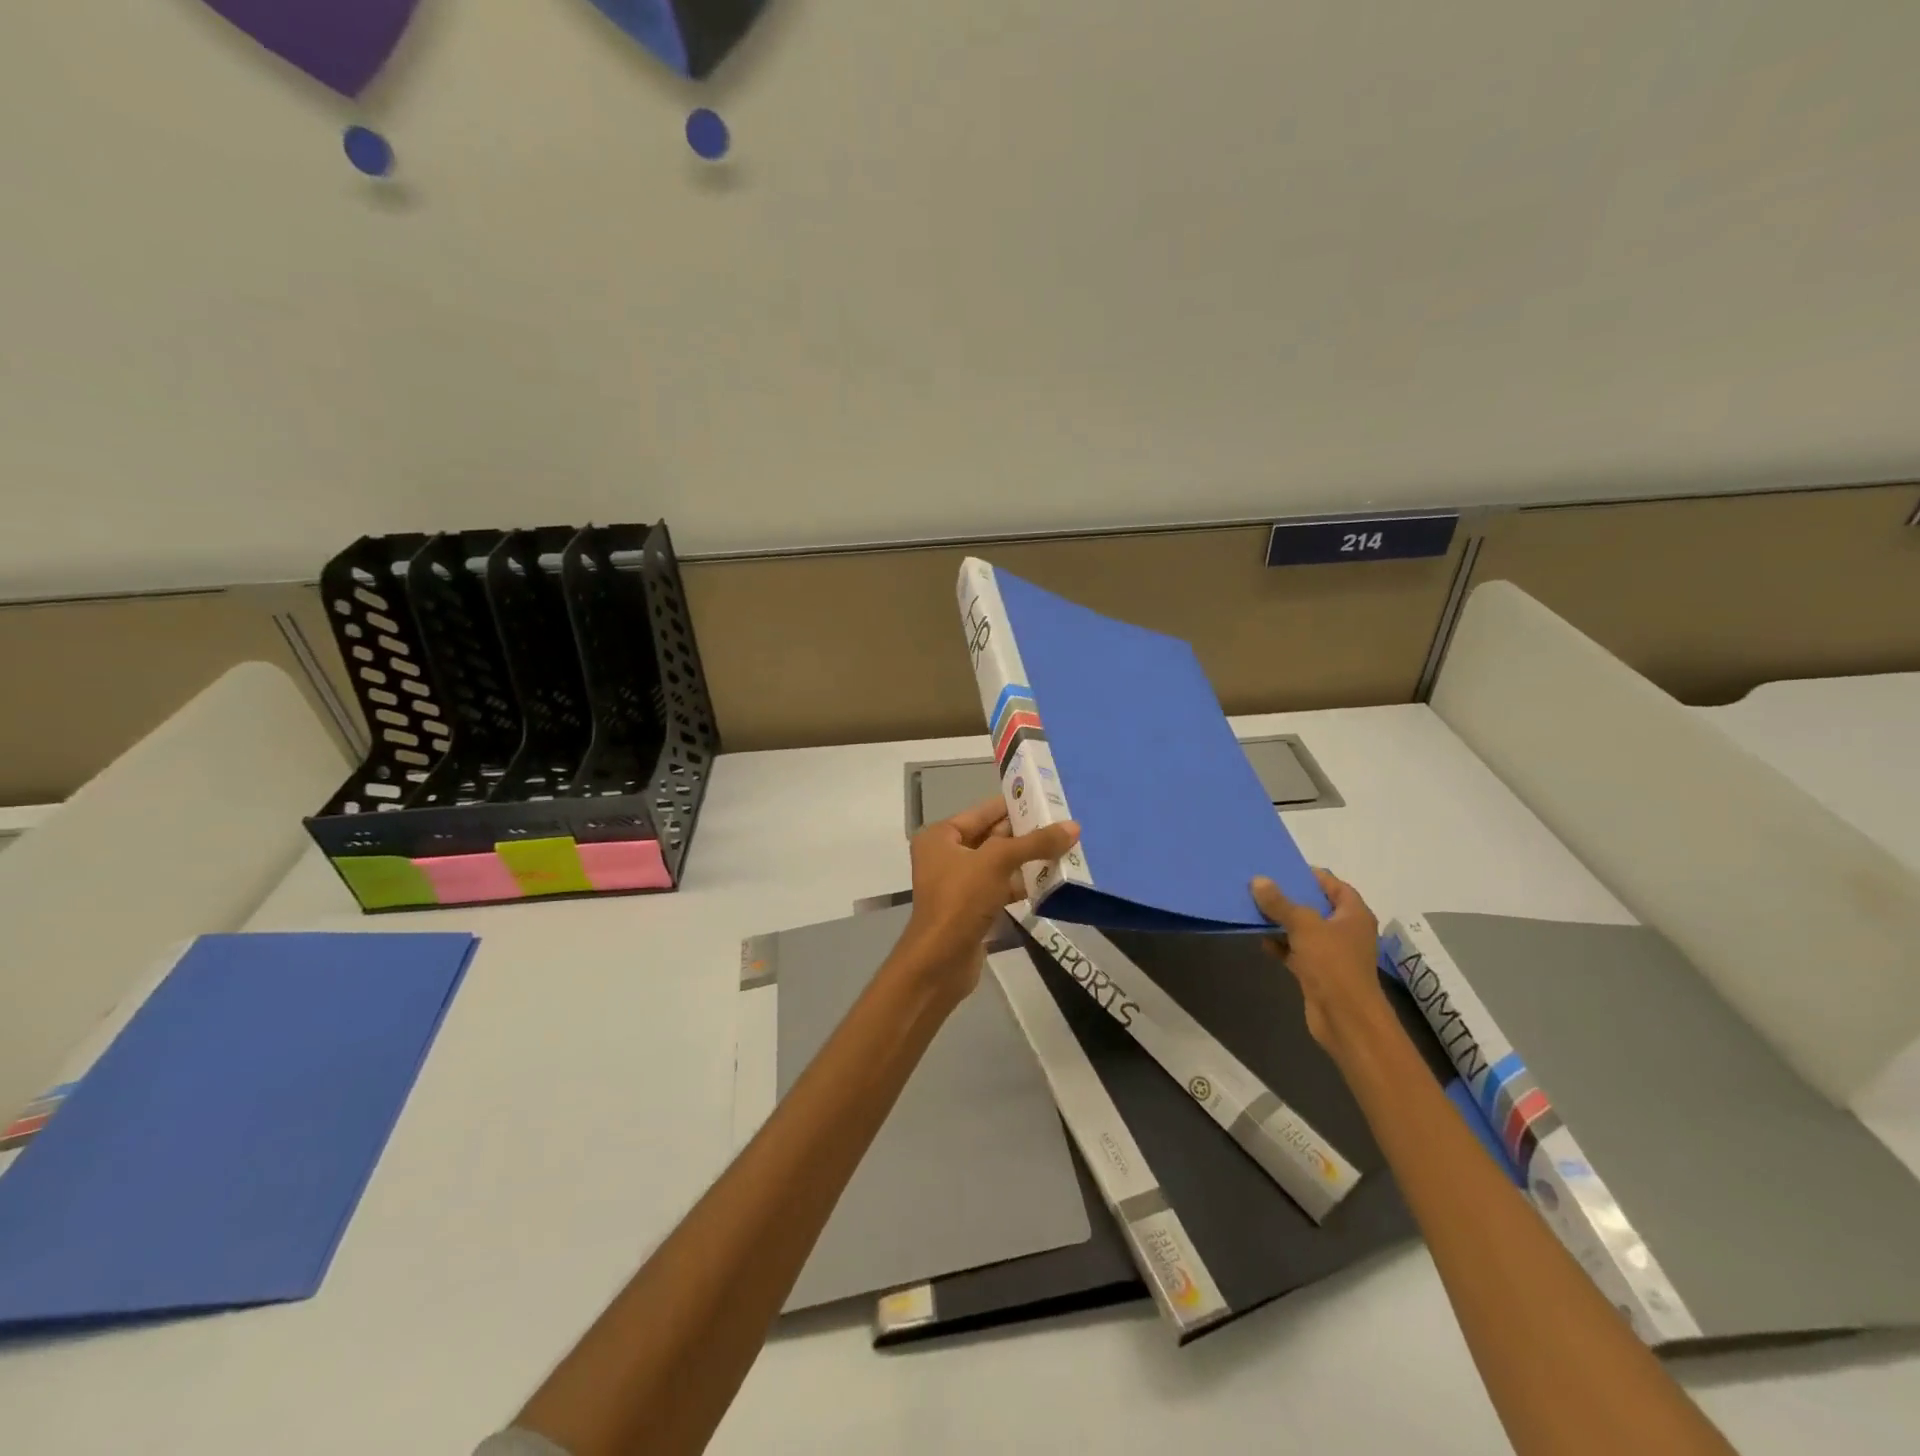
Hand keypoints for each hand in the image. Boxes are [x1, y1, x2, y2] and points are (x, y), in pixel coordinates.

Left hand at [899, 797, 1079, 1001]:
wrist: (940, 962)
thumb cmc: (961, 900)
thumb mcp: (997, 862)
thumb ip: (1035, 843)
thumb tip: (1074, 827)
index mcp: (941, 836)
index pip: (983, 811)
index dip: (1014, 804)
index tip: (1047, 797)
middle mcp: (946, 855)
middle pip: (992, 836)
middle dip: (1026, 833)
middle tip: (1064, 824)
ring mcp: (959, 884)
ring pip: (999, 863)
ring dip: (1028, 859)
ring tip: (1066, 848)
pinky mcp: (972, 908)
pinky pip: (1001, 887)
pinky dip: (1023, 883)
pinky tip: (1052, 879)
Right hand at [1252, 868, 1393, 1060]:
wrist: (1345, 1018)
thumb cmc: (1333, 964)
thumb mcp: (1304, 925)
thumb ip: (1280, 903)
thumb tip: (1258, 881)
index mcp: (1353, 914)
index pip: (1333, 885)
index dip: (1310, 875)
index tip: (1282, 869)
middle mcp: (1344, 931)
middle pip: (1315, 906)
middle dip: (1289, 897)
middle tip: (1260, 886)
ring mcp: (1331, 953)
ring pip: (1302, 929)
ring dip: (1281, 922)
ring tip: (1254, 908)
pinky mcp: (1317, 972)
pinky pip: (1295, 951)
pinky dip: (1280, 945)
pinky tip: (1260, 940)